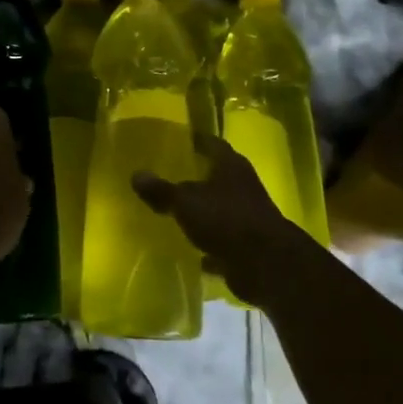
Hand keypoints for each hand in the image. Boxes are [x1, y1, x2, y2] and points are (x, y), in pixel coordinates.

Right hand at [132, 136, 317, 307]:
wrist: (266, 265)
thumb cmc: (226, 219)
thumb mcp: (186, 202)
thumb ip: (161, 190)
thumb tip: (136, 175)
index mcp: (231, 166)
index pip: (212, 144)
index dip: (197, 140)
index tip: (180, 138)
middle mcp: (242, 186)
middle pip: (217, 176)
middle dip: (197, 176)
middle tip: (170, 174)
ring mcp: (247, 217)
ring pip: (220, 209)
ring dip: (203, 211)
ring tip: (175, 211)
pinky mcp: (247, 246)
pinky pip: (222, 241)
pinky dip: (209, 245)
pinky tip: (190, 249)